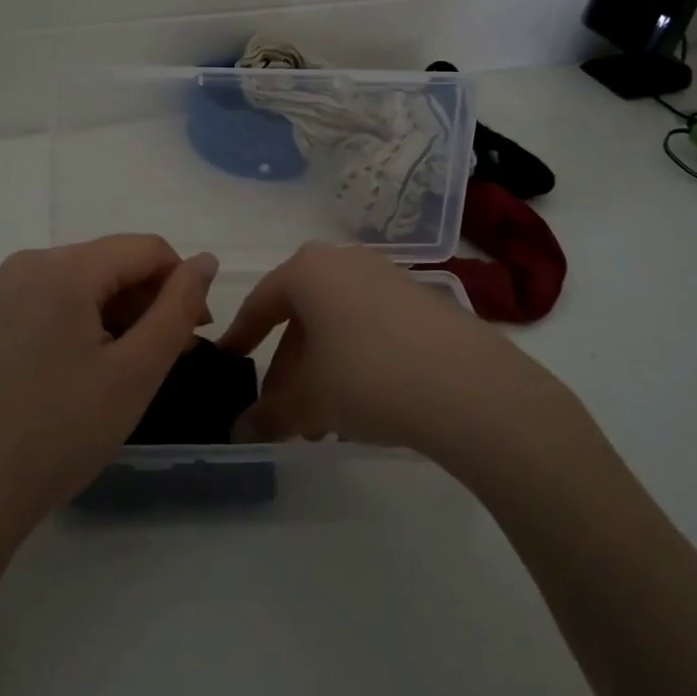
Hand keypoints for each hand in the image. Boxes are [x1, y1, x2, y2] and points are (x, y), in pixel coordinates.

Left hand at [0, 235, 218, 542]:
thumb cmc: (61, 432)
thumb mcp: (135, 371)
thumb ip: (177, 308)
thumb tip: (206, 261)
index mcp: (63, 268)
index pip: (146, 249)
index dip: (182, 283)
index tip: (197, 333)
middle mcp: (29, 264)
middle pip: (112, 262)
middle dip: (150, 301)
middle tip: (170, 355)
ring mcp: (4, 291)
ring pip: (85, 282)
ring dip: (120, 314)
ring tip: (133, 367)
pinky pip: (55, 300)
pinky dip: (86, 322)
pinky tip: (91, 368)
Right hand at [219, 243, 563, 464]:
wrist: (467, 385)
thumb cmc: (367, 377)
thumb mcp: (310, 401)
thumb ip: (270, 415)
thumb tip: (240, 434)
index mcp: (307, 270)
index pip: (260, 303)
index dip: (241, 338)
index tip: (229, 364)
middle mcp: (344, 261)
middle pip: (301, 317)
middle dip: (288, 369)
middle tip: (283, 414)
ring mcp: (387, 276)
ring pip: (337, 324)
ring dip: (322, 370)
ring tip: (323, 423)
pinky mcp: (421, 299)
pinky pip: (371, 326)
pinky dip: (356, 360)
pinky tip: (363, 406)